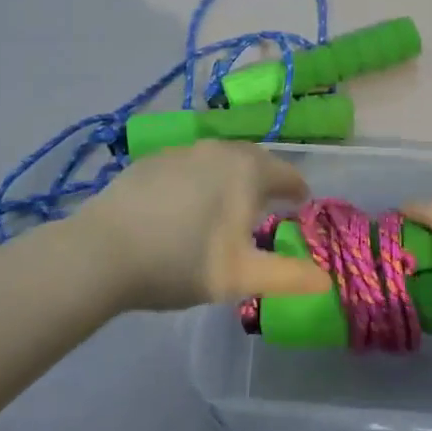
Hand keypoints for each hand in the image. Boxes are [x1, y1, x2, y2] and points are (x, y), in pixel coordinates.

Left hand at [78, 142, 331, 311]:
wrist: (105, 251)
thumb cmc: (182, 262)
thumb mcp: (241, 277)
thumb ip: (289, 276)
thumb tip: (326, 280)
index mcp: (247, 170)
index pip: (286, 173)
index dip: (297, 190)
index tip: (300, 204)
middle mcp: (219, 149)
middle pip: (254, 160)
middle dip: (266, 180)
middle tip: (268, 205)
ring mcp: (183, 150)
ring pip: (220, 159)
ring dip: (231, 177)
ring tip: (228, 204)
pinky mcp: (152, 159)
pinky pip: (190, 164)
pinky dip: (199, 179)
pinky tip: (186, 204)